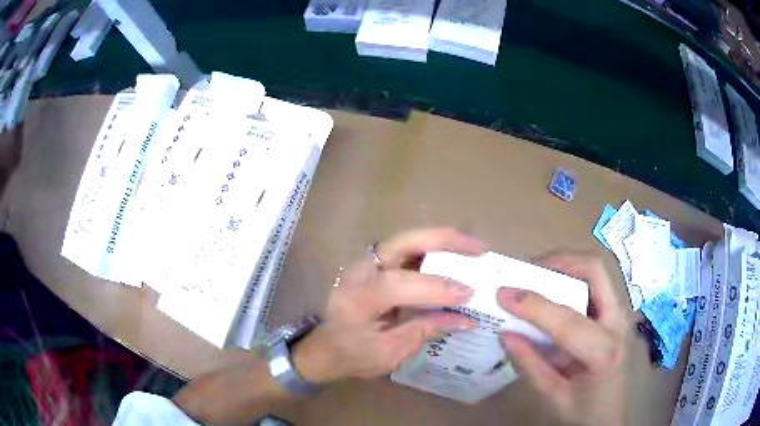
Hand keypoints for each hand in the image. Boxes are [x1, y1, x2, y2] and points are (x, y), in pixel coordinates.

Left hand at [292, 227, 486, 383]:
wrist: (326, 348)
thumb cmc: (353, 356)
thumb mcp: (389, 353)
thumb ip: (424, 331)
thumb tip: (465, 319)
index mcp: (357, 299)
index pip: (399, 285)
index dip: (435, 288)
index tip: (468, 293)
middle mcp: (360, 272)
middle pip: (402, 243)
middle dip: (443, 241)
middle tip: (478, 248)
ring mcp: (366, 264)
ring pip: (407, 240)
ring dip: (442, 241)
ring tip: (473, 248)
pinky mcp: (375, 265)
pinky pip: (407, 251)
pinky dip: (433, 250)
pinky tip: (454, 257)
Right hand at [497, 254, 628, 425]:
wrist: (610, 415)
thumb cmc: (583, 411)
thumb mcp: (553, 396)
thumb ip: (530, 364)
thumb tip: (505, 333)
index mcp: (603, 351)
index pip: (567, 320)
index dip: (533, 305)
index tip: (503, 293)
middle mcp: (617, 323)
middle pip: (595, 271)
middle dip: (560, 262)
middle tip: (528, 271)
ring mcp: (619, 314)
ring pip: (596, 271)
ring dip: (566, 266)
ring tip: (536, 276)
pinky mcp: (615, 313)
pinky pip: (594, 283)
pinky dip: (571, 278)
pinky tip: (553, 291)